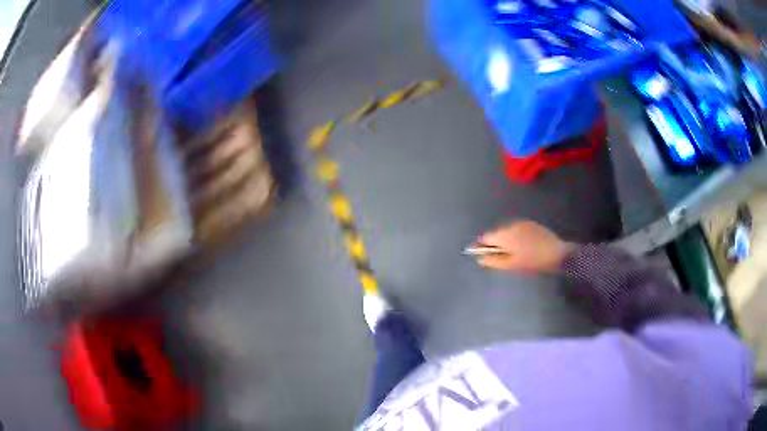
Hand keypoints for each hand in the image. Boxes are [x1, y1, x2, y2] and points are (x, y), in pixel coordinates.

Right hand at [472, 220, 573, 273]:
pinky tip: (523, 246)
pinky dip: (516, 236)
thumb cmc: (532, 261)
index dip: (481, 246)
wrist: (557, 253)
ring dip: (506, 239)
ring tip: (513, 252)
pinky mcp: (531, 224)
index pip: (485, 238)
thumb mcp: (511, 265)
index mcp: (504, 235)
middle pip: (496, 233)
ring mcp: (521, 223)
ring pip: (507, 231)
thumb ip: (493, 261)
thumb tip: (479, 258)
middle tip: (501, 257)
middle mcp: (510, 225)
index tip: (483, 255)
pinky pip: (517, 229)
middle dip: (495, 243)